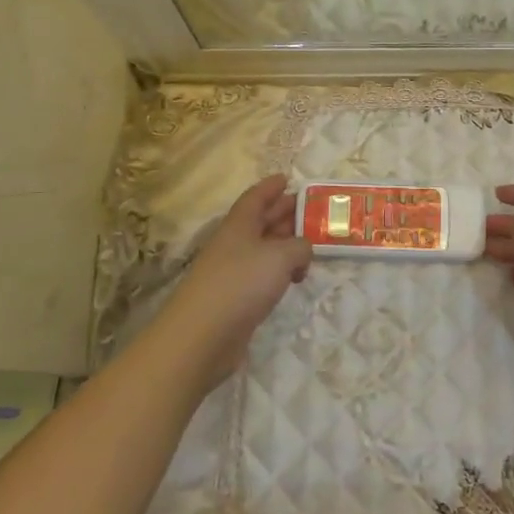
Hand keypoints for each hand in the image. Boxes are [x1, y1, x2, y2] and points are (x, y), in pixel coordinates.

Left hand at [164, 175, 311, 385]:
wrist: (202, 336)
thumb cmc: (241, 283)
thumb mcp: (280, 256)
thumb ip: (300, 246)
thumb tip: (303, 250)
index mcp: (239, 225)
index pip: (255, 197)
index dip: (271, 186)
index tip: (287, 178)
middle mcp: (234, 244)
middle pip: (261, 221)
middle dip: (284, 213)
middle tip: (310, 210)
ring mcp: (232, 272)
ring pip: (263, 249)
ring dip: (285, 244)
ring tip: (311, 244)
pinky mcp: (235, 299)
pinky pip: (262, 275)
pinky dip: (280, 271)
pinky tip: (295, 279)